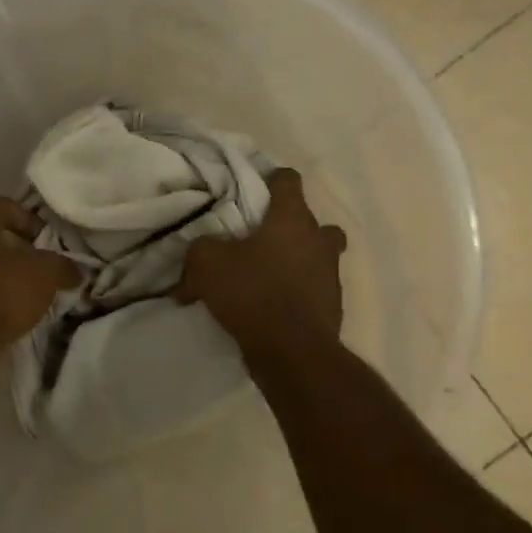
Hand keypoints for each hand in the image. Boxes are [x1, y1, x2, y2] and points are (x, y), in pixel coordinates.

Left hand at [0, 198, 79, 366]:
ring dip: (1, 272)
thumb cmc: (3, 292)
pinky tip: (5, 310)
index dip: (31, 219)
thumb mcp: (46, 274)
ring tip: (24, 292)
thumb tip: (75, 271)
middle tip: (38, 266)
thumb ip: (63, 266)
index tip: (47, 242)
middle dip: (17, 248)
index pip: (5, 206)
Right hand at [178, 168, 345, 357]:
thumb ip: (200, 248)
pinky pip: (311, 290)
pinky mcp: (332, 306)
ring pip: (315, 256)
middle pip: (310, 221)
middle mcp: (319, 240)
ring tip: (263, 278)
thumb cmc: (253, 293)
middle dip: (287, 227)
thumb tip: (199, 256)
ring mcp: (330, 274)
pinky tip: (269, 308)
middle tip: (260, 240)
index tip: (252, 190)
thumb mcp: (207, 264)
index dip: (270, 179)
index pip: (288, 180)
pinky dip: (294, 294)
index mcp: (293, 219)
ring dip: (293, 262)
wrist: (292, 352)